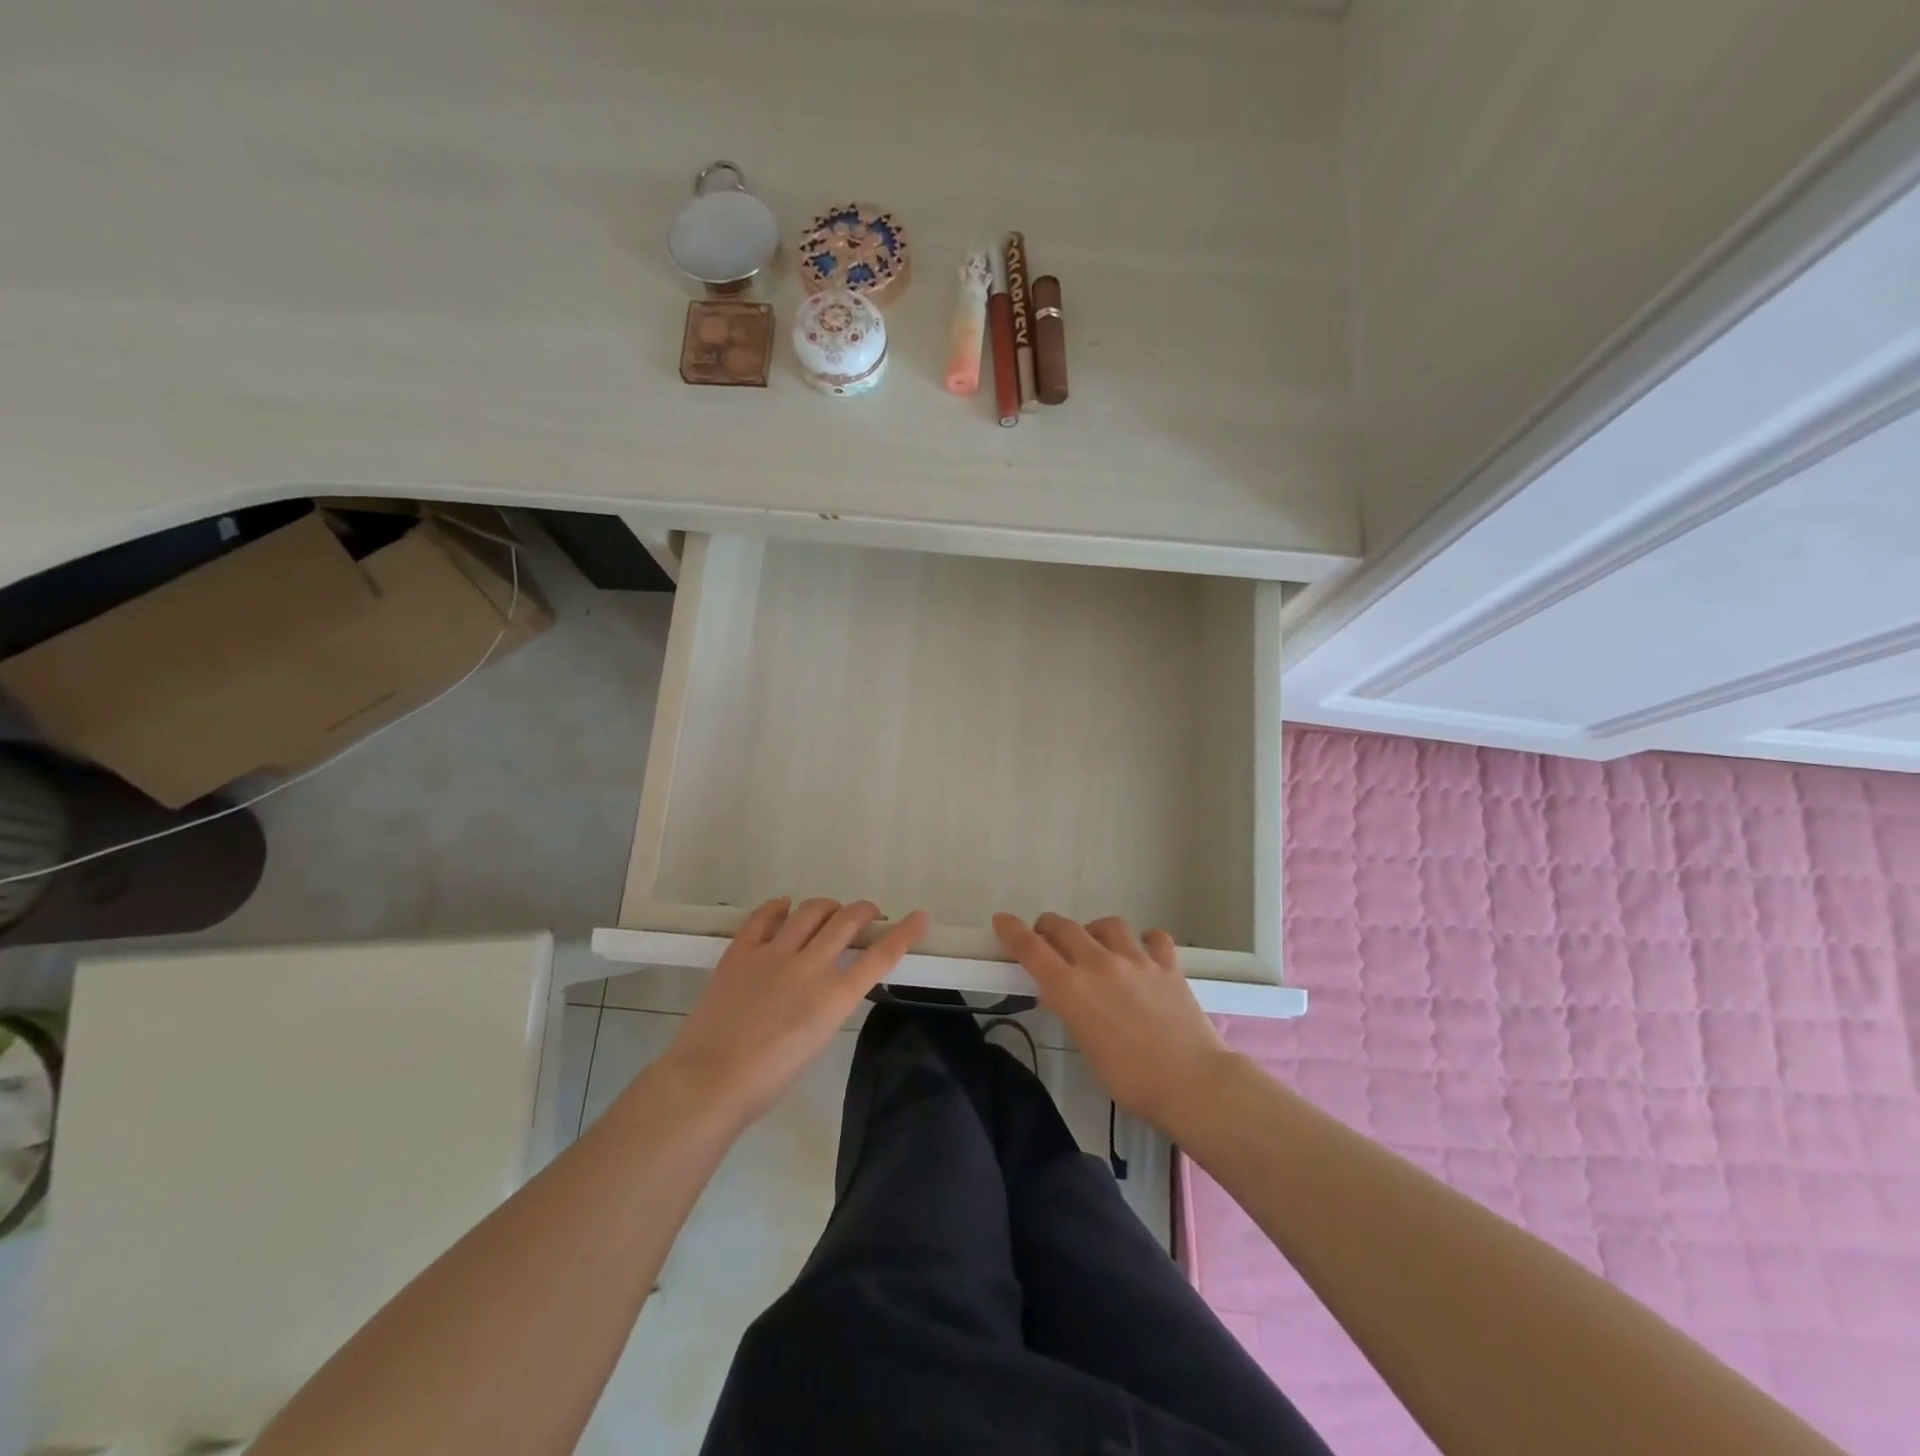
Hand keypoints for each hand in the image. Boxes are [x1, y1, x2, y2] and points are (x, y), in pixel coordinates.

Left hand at [662, 897, 928, 1126]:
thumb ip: (829, 1004)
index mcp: (834, 997)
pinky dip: (779, 907)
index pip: (880, 956)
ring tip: (828, 911)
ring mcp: (774, 953)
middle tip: (867, 913)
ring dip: (827, 906)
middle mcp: (810, 966)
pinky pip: (764, 916)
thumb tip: (829, 982)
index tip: (919, 918)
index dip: (904, 933)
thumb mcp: (816, 1040)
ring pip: (811, 910)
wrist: (710, 1080)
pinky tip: (784, 907)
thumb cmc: (768, 1078)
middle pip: (847, 921)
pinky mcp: (742, 950)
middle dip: (864, 910)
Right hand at [992, 911, 1235, 1131]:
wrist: (1191, 1083)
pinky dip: (1145, 941)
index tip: (1002, 921)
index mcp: (1072, 989)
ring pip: (1107, 924)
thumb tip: (1063, 995)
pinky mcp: (1168, 965)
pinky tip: (1144, 952)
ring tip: (1097, 945)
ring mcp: (1137, 960)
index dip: (1012, 931)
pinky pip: (1153, 938)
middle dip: (1048, 927)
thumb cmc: (1130, 1081)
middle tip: (1046, 937)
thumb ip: (1072, 1011)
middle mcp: (1100, 964)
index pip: (1032, 949)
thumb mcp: (1086, 1047)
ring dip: (1095, 931)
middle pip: (1064, 927)